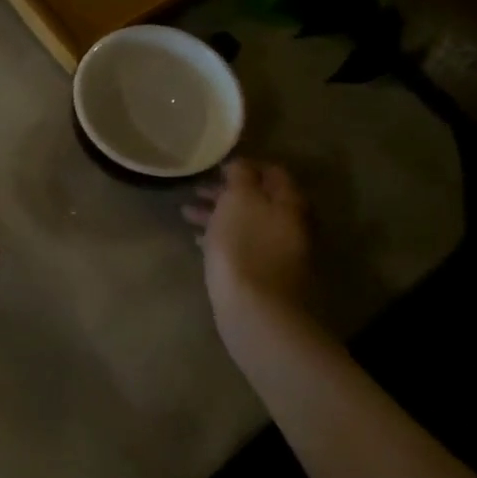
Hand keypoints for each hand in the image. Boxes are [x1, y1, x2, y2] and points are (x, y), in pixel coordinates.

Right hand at [183, 160, 317, 339]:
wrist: (257, 313)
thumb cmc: (244, 247)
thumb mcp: (238, 200)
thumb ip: (241, 176)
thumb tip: (242, 164)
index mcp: (288, 203)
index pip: (273, 172)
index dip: (246, 165)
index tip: (217, 166)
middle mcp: (290, 225)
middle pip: (259, 198)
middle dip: (227, 192)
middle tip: (196, 189)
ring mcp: (280, 253)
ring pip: (247, 223)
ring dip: (218, 214)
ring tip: (186, 213)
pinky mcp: (264, 275)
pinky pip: (242, 246)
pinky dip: (221, 238)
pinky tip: (197, 241)